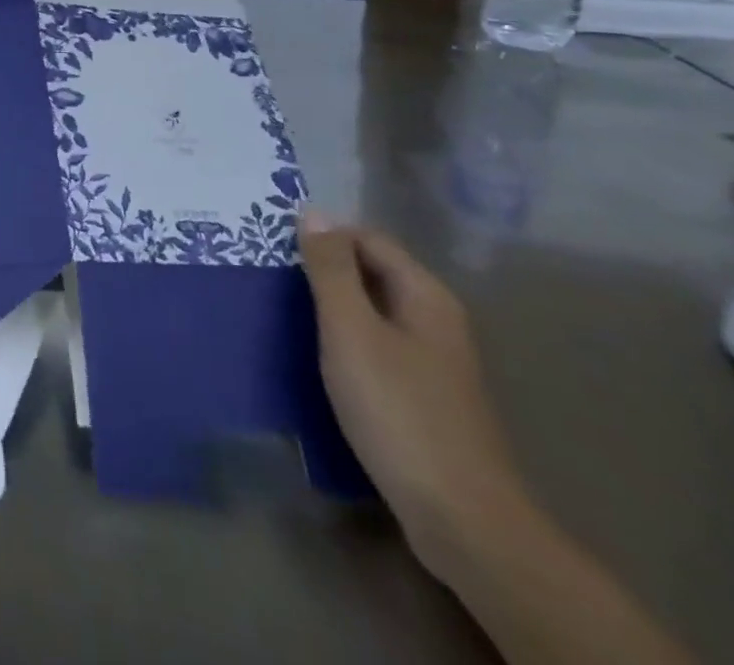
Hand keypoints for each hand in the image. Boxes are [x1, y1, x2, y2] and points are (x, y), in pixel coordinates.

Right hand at [298, 212, 532, 581]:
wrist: (462, 520)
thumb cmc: (399, 411)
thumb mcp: (352, 331)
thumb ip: (331, 270)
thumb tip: (313, 213)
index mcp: (425, 295)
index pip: (367, 238)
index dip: (323, 236)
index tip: (274, 246)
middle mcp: (435, 319)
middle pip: (373, 273)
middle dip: (325, 270)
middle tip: (271, 276)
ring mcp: (433, 362)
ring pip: (373, 312)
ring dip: (332, 307)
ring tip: (284, 311)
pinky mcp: (423, 397)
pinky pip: (376, 347)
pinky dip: (345, 341)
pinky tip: (317, 357)